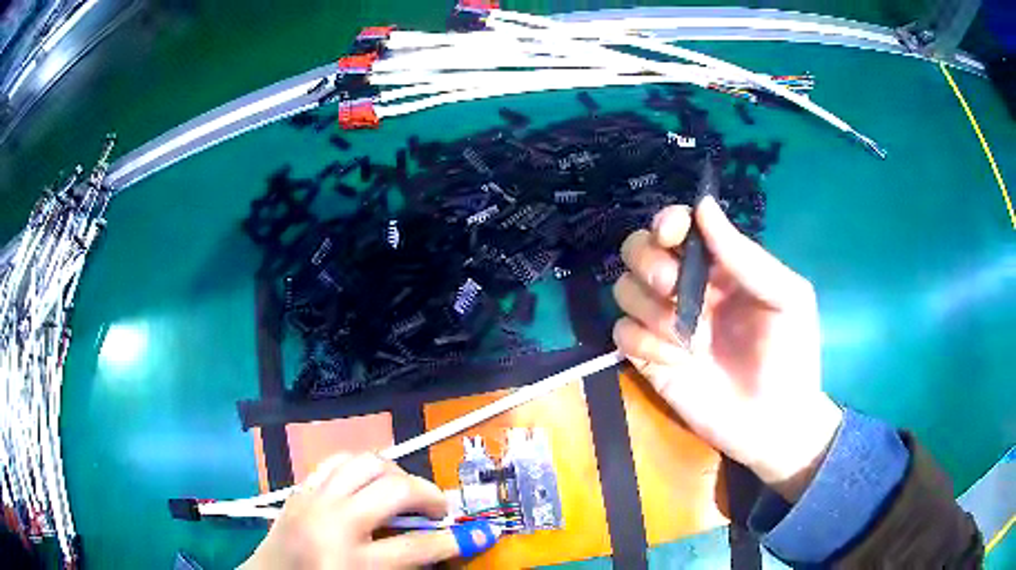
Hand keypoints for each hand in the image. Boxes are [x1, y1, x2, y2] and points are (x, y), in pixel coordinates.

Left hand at [241, 453, 485, 569]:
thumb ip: (407, 565)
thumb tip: (445, 543)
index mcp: (351, 564)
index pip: (417, 547)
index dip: (456, 541)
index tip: (481, 534)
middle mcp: (332, 525)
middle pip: (394, 491)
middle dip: (429, 496)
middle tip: (439, 509)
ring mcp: (312, 501)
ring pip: (365, 464)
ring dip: (396, 475)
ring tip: (404, 493)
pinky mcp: (300, 489)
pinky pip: (337, 461)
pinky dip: (363, 467)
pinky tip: (370, 483)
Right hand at [612, 196, 842, 500]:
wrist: (774, 423)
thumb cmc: (791, 356)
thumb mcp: (786, 298)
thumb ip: (746, 256)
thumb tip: (702, 206)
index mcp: (719, 267)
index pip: (678, 227)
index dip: (667, 222)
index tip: (670, 235)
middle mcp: (687, 288)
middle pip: (637, 250)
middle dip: (649, 263)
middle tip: (674, 290)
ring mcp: (665, 324)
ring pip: (624, 289)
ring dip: (651, 309)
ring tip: (686, 339)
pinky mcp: (649, 359)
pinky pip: (621, 333)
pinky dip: (641, 343)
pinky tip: (672, 361)